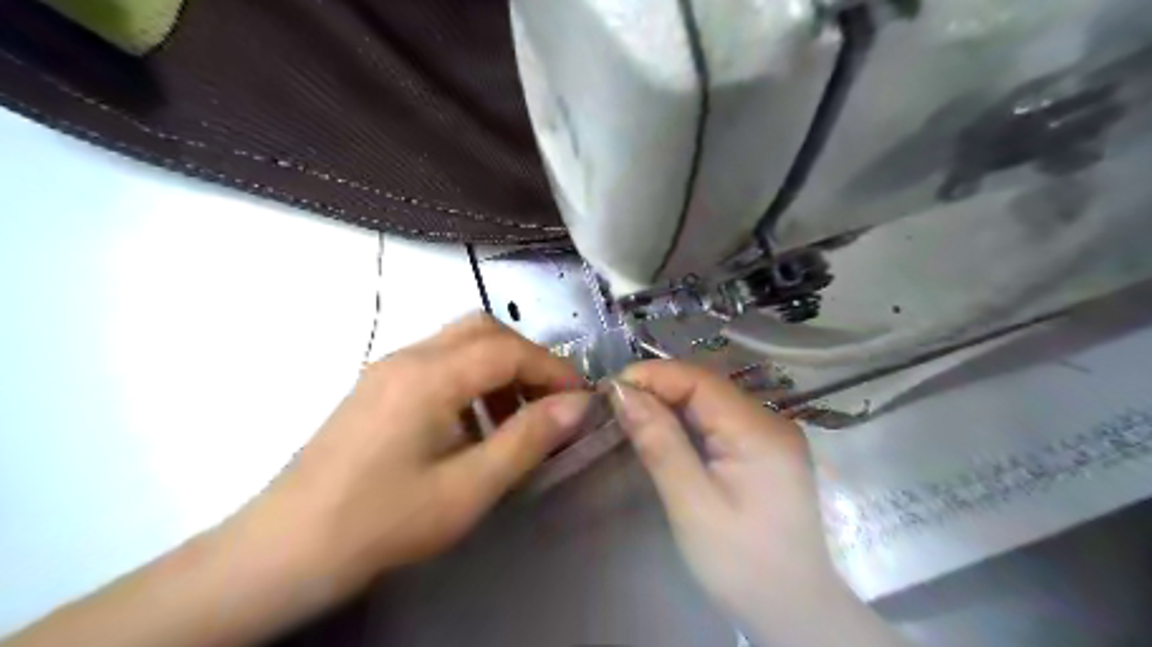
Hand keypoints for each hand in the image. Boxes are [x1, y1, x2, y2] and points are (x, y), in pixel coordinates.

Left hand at [244, 316, 592, 593]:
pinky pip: (438, 364)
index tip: (582, 398)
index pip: (508, 349)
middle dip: (527, 359)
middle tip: (551, 400)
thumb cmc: (381, 522)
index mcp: (429, 376)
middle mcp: (407, 357)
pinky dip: (471, 380)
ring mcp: (387, 368)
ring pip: (460, 343)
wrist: (282, 551)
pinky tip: (475, 425)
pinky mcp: (378, 387)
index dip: (553, 369)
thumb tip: (578, 405)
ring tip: (517, 418)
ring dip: (499, 368)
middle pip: (483, 330)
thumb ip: (527, 440)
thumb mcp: (467, 488)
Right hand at [611, 364, 844, 636]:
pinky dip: (686, 419)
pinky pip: (719, 420)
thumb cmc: (742, 564)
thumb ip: (659, 443)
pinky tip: (663, 430)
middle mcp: (770, 421)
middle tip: (614, 403)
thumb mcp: (692, 505)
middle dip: (658, 387)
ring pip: (711, 401)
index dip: (653, 376)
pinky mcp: (764, 450)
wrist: (795, 611)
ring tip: (630, 413)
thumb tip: (622, 393)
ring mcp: (771, 434)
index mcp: (759, 431)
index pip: (700, 380)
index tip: (610, 389)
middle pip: (706, 386)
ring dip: (669, 402)